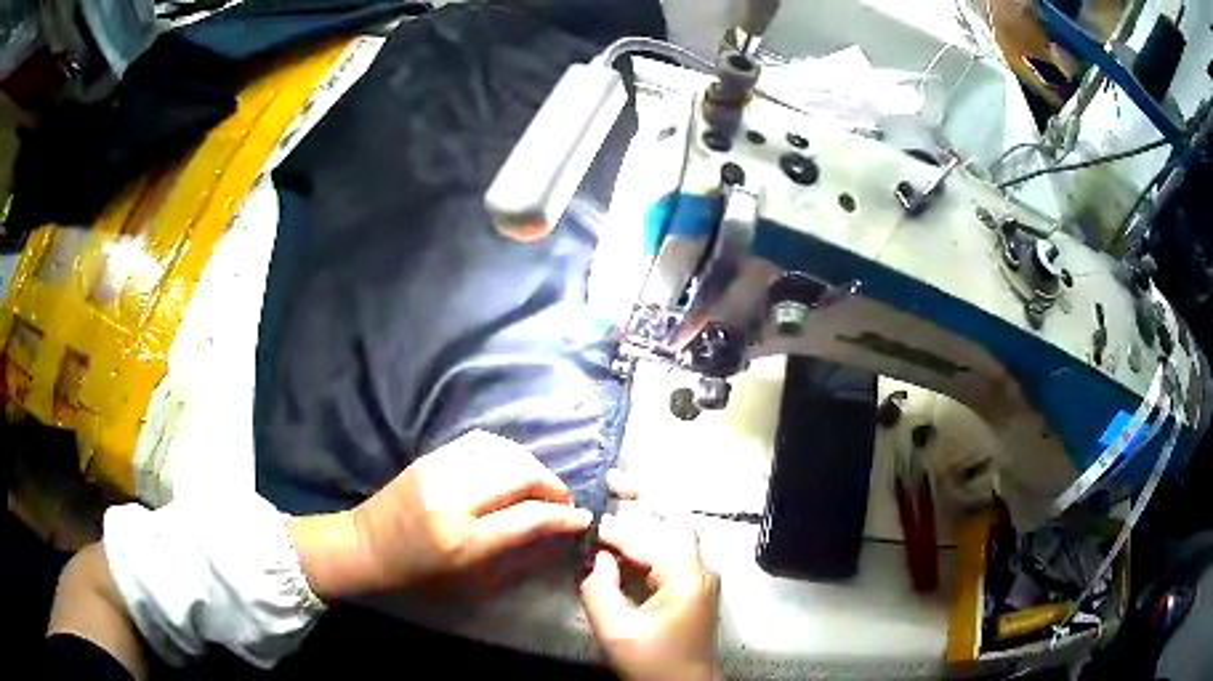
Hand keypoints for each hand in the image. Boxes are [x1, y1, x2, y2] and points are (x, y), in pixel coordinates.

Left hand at [291, 430, 591, 598]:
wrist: (367, 546)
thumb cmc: (420, 576)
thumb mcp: (471, 582)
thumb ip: (516, 557)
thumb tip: (555, 534)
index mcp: (464, 541)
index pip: (529, 518)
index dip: (563, 516)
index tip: (582, 518)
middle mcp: (454, 500)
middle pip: (521, 475)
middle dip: (552, 485)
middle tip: (562, 501)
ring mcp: (440, 471)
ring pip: (504, 452)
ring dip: (532, 466)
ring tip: (540, 485)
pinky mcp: (430, 457)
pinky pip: (480, 442)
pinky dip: (506, 452)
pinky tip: (512, 466)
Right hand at [579, 512, 720, 680]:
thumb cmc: (654, 663)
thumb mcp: (617, 630)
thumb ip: (598, 587)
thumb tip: (593, 555)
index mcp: (687, 575)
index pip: (652, 533)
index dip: (620, 518)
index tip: (593, 505)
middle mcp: (698, 569)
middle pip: (671, 523)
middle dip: (641, 500)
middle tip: (610, 480)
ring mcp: (696, 580)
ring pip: (668, 540)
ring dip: (640, 525)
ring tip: (610, 507)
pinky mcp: (689, 592)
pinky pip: (665, 560)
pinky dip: (641, 549)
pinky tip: (618, 549)